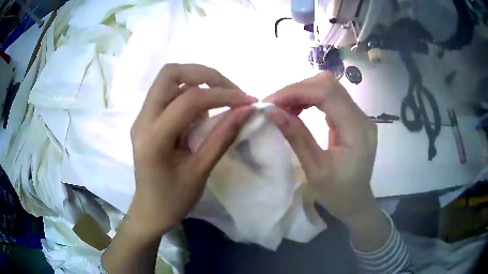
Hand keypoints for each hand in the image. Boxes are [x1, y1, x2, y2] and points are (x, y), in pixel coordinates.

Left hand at [129, 63, 256, 235]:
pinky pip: (169, 94)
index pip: (189, 99)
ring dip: (198, 81)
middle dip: (204, 74)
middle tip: (229, 89)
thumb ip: (221, 137)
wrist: (150, 211)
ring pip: (169, 80)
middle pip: (170, 73)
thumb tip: (246, 111)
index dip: (222, 95)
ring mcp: (142, 117)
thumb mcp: (200, 172)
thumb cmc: (173, 200)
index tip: (248, 100)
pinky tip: (204, 110)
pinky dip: (190, 93)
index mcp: (153, 137)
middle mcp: (142, 119)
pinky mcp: (147, 119)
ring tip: (221, 98)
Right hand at [263, 72, 378, 224]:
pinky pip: (332, 99)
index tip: (270, 102)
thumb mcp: (315, 169)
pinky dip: (311, 99)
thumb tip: (271, 111)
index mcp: (357, 131)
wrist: (356, 203)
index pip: (327, 93)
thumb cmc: (337, 194)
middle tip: (274, 105)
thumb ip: (296, 137)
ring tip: (283, 107)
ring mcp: (360, 117)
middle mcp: (362, 117)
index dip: (296, 91)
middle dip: (297, 90)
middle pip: (329, 85)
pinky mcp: (354, 119)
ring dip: (303, 93)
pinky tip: (298, 110)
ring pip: (330, 88)